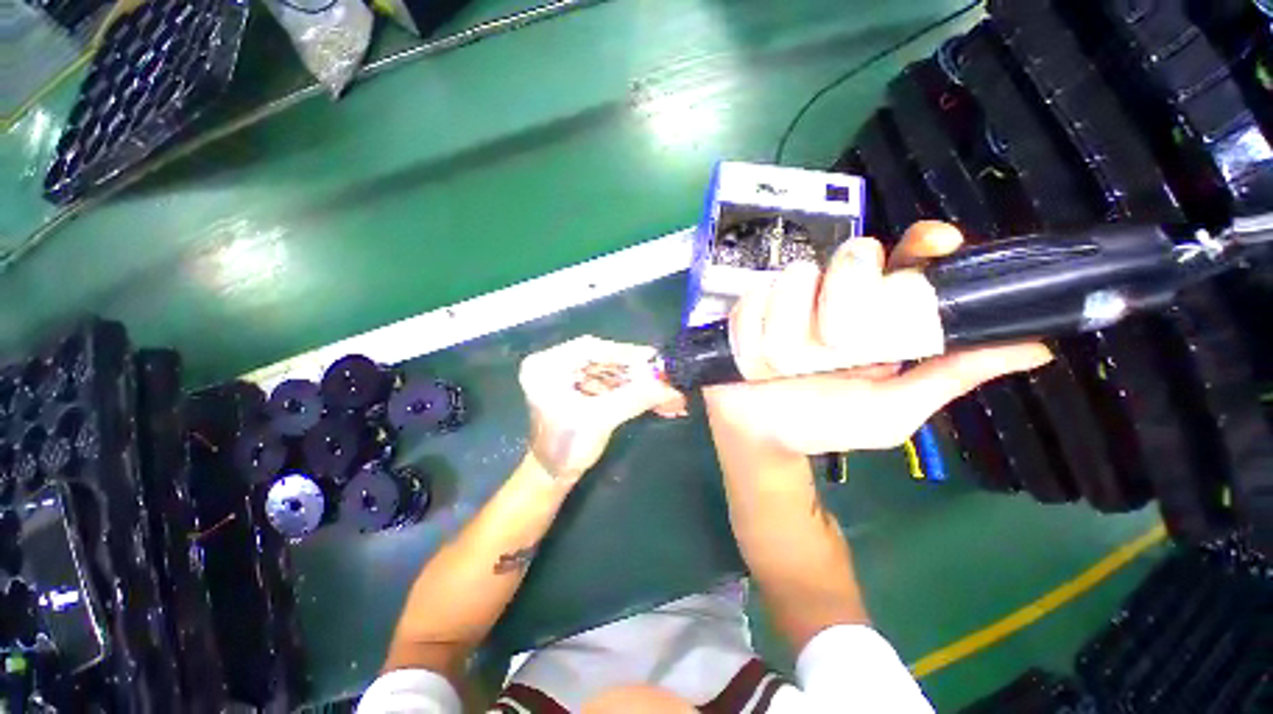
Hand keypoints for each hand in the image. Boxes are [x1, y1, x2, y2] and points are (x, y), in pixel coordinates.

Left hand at [520, 336, 684, 483]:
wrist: (553, 476)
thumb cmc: (566, 448)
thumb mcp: (600, 419)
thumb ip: (635, 399)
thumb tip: (672, 388)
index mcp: (547, 365)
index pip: (590, 348)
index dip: (624, 352)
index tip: (653, 357)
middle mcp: (555, 364)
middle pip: (603, 359)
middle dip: (635, 371)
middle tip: (664, 375)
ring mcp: (567, 376)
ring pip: (609, 371)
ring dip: (638, 381)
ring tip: (665, 390)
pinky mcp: (579, 387)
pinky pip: (609, 382)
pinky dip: (631, 389)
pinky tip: (653, 396)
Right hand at [707, 221, 1052, 454]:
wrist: (761, 435)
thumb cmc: (826, 424)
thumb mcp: (893, 410)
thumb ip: (949, 376)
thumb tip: (1036, 347)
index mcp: (876, 313)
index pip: (907, 257)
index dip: (923, 244)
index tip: (935, 246)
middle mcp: (832, 295)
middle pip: (850, 257)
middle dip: (842, 299)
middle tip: (831, 347)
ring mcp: (786, 299)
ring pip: (793, 281)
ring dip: (788, 331)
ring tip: (783, 366)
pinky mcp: (747, 308)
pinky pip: (752, 302)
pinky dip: (753, 335)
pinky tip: (755, 360)